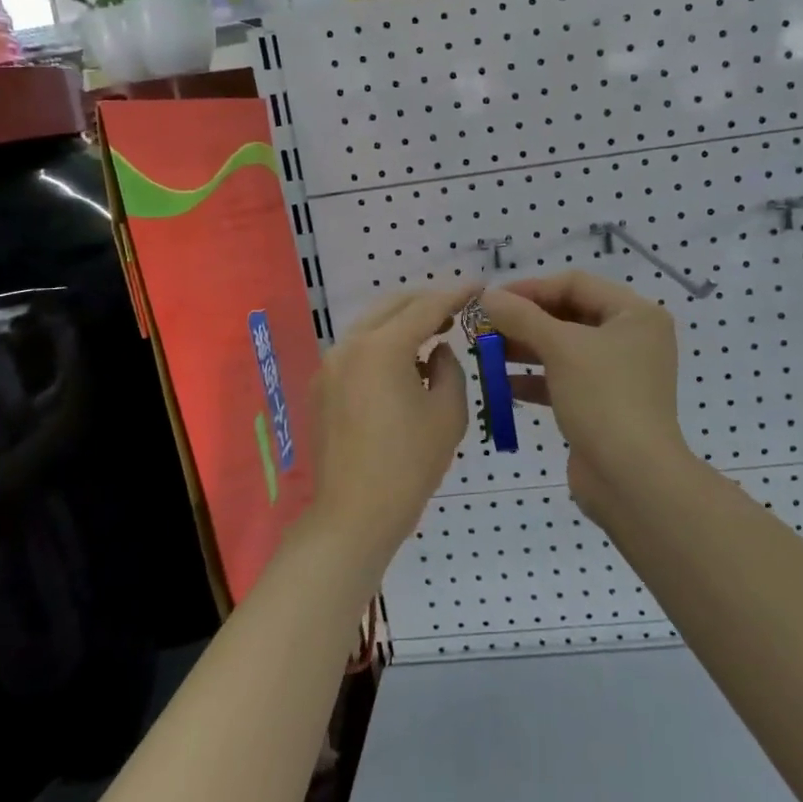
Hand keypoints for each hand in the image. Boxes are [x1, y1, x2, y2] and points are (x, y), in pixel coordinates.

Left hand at [309, 284, 471, 567]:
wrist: (353, 516)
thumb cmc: (409, 466)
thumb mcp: (447, 414)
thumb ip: (449, 368)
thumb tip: (437, 351)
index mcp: (382, 348)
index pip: (426, 307)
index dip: (456, 294)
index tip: (480, 285)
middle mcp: (349, 346)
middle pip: (392, 306)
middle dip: (427, 302)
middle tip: (458, 309)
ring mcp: (330, 365)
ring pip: (372, 325)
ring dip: (403, 322)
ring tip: (435, 333)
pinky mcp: (322, 386)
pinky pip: (358, 349)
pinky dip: (383, 344)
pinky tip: (405, 363)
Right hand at [481, 273, 692, 518]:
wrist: (632, 480)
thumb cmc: (604, 399)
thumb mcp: (561, 348)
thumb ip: (522, 317)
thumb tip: (486, 295)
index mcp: (636, 314)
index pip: (576, 284)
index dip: (531, 288)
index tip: (491, 299)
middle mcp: (631, 339)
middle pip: (569, 314)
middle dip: (524, 320)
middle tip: (483, 326)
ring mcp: (618, 374)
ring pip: (563, 349)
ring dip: (524, 348)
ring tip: (484, 351)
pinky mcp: (602, 405)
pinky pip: (563, 380)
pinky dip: (534, 379)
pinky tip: (501, 384)